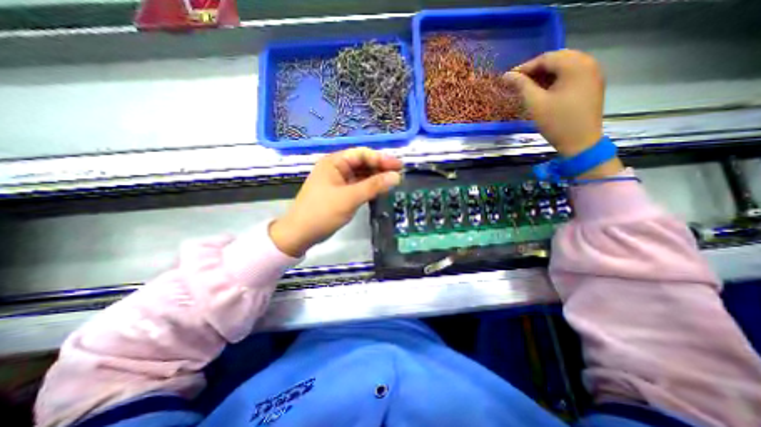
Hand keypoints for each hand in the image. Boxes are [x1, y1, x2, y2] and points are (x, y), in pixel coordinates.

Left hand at [268, 147, 399, 256]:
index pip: (362, 154)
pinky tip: (380, 190)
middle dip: (380, 168)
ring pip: (361, 175)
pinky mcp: (341, 193)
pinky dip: (369, 187)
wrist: (301, 234)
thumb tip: (397, 177)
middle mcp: (336, 168)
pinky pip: (358, 186)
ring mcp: (338, 181)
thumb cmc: (322, 212)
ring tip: (393, 182)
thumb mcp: (349, 198)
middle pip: (362, 163)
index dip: (381, 158)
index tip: (399, 166)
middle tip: (399, 174)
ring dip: (376, 178)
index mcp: (334, 162)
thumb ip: (373, 186)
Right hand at [504, 48, 622, 175]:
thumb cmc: (556, 122)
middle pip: (557, 59)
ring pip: (565, 66)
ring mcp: (593, 73)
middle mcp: (588, 63)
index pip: (547, 58)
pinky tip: (545, 90)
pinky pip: (572, 74)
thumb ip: (522, 86)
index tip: (509, 78)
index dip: (525, 67)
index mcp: (576, 65)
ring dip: (546, 73)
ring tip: (529, 86)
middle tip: (518, 82)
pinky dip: (556, 78)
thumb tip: (507, 76)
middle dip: (536, 69)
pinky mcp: (592, 84)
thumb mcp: (535, 104)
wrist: (581, 142)